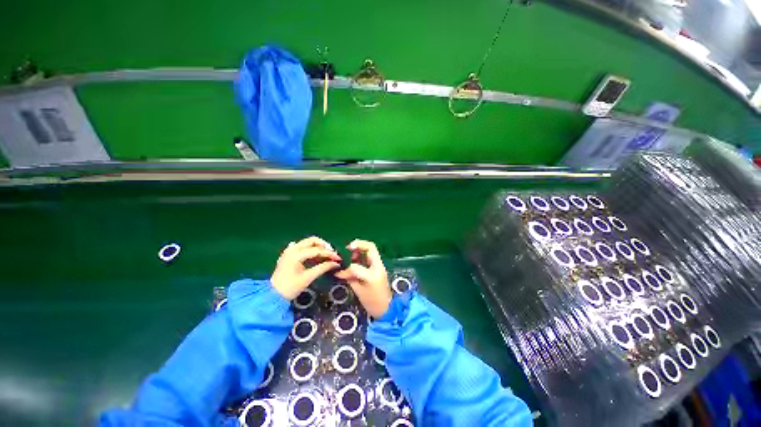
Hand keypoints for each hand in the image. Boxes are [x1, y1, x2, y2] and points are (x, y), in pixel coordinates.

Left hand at [271, 236, 340, 299]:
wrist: (272, 295)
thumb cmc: (290, 288)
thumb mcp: (308, 278)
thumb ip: (323, 268)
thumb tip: (335, 263)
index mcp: (296, 255)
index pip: (317, 250)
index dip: (329, 254)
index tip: (338, 258)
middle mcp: (292, 249)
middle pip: (312, 240)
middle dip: (324, 245)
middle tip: (332, 253)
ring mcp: (289, 250)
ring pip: (307, 242)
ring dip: (317, 246)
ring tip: (325, 255)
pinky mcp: (287, 254)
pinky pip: (301, 246)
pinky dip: (309, 248)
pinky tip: (313, 254)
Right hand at [335, 239, 391, 318]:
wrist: (387, 309)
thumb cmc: (372, 303)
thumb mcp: (358, 291)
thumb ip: (350, 279)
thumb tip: (340, 272)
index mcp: (372, 275)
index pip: (356, 266)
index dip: (346, 270)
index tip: (340, 273)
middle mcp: (378, 267)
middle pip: (370, 247)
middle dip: (358, 244)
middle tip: (348, 247)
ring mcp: (380, 266)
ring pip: (372, 250)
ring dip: (361, 248)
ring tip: (352, 255)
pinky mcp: (380, 267)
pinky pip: (371, 256)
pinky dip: (363, 255)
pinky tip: (357, 260)